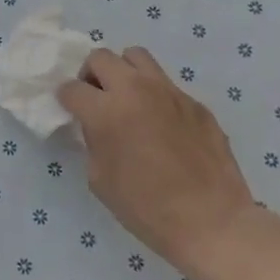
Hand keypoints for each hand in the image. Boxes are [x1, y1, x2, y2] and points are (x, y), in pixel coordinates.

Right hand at [58, 47, 257, 273]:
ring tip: (128, 98)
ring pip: (136, 56)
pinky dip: (155, 96)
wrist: (212, 222)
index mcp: (106, 111)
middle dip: (91, 75)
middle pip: (101, 57)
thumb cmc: (147, 208)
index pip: (71, 88)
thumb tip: (95, 125)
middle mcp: (135, 90)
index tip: (71, 110)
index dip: (67, 99)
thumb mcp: (99, 178)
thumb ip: (92, 141)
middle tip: (97, 99)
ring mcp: (169, 92)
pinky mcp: (195, 103)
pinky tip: (163, 125)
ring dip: (124, 72)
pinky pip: (166, 85)